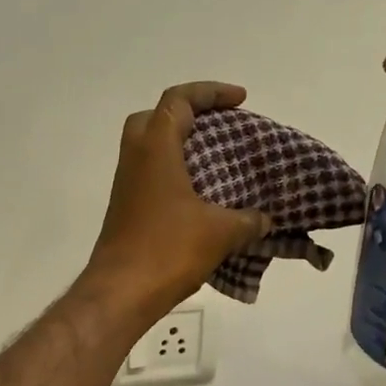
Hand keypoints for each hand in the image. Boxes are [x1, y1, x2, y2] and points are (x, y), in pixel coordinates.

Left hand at [85, 82, 270, 316]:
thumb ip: (248, 220)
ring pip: (149, 150)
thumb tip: (265, 220)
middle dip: (187, 115)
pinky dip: (174, 177)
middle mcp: (134, 159)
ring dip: (180, 149)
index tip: (240, 100)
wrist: (120, 292)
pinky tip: (199, 199)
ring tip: (215, 164)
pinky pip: (150, 178)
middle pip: (154, 118)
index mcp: (155, 149)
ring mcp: (125, 186)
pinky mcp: (125, 210)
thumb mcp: (220, 232)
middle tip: (217, 129)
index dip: (210, 93)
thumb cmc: (168, 250)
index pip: (178, 101)